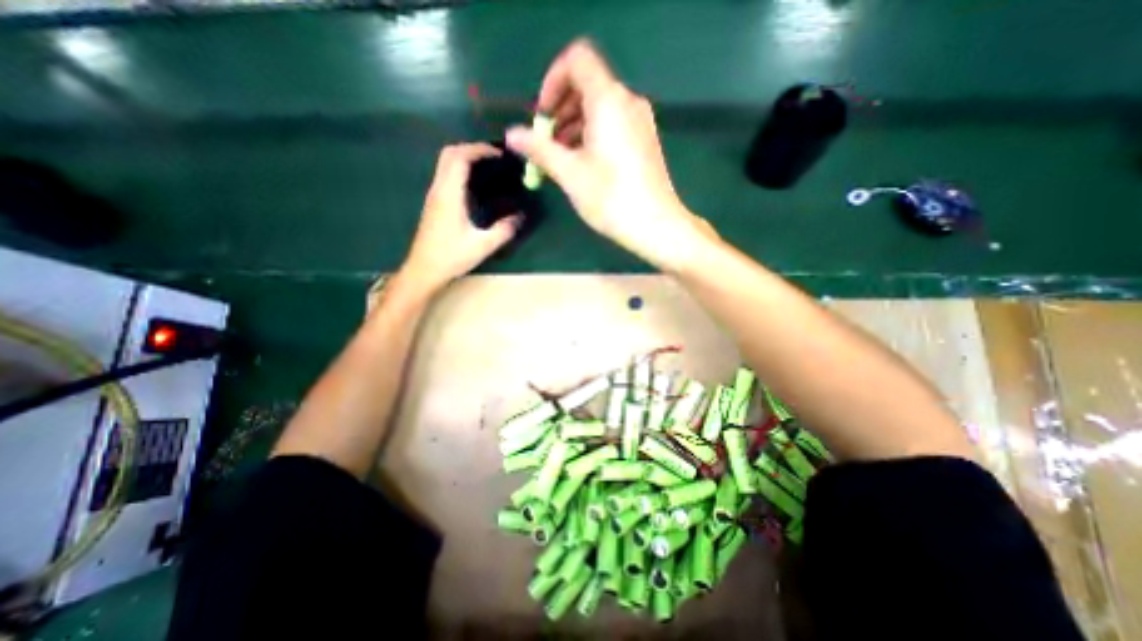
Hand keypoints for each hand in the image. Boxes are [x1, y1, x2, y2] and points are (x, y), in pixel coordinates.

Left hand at [401, 144, 521, 292]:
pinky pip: (445, 175)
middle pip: (449, 154)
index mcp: (449, 195)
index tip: (499, 154)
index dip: (479, 149)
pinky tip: (475, 184)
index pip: (460, 157)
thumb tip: (520, 217)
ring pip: (445, 163)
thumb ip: (503, 230)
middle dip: (471, 148)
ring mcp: (434, 195)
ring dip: (464, 157)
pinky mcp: (434, 203)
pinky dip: (459, 169)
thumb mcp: (482, 245)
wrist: (424, 269)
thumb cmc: (451, 257)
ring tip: (487, 166)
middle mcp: (438, 189)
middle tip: (494, 156)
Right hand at [507, 39, 711, 268]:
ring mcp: (639, 121)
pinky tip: (583, 163)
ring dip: (573, 125)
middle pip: (586, 85)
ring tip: (560, 158)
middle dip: (560, 109)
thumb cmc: (611, 198)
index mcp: (608, 100)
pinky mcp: (644, 140)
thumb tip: (511, 134)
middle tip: (546, 143)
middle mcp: (627, 102)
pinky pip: (612, 124)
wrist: (656, 225)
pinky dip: (592, 134)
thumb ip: (539, 149)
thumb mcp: (570, 173)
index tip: (542, 117)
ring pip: (599, 107)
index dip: (552, 82)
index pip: (576, 61)